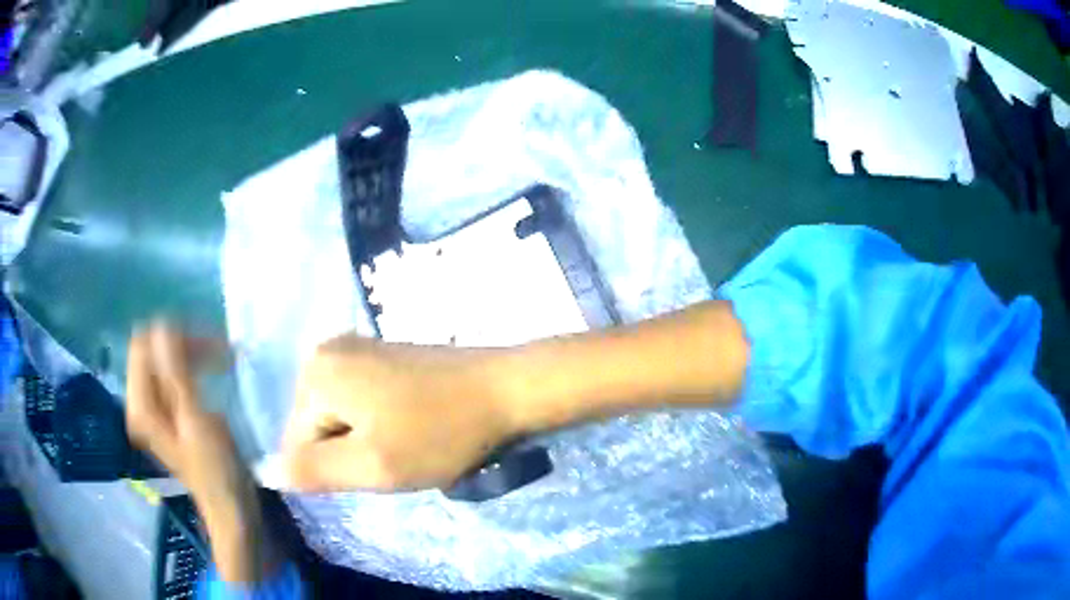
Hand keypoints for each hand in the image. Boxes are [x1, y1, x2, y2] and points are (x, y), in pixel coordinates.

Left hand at [126, 322, 275, 583]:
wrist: (229, 506)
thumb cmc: (215, 469)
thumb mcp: (195, 421)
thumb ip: (175, 374)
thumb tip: (163, 326)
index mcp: (140, 405)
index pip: (141, 346)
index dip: (170, 336)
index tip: (206, 341)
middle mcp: (140, 402)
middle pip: (152, 350)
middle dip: (183, 342)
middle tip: (219, 349)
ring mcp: (154, 407)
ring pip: (164, 359)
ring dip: (191, 352)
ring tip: (221, 357)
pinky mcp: (169, 411)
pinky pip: (173, 374)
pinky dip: (192, 366)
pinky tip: (212, 370)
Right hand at [282, 335, 515, 492]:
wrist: (504, 390)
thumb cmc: (439, 433)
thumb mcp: (372, 466)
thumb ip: (312, 471)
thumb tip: (263, 470)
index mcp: (316, 372)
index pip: (296, 443)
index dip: (336, 469)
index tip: (379, 467)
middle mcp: (326, 350)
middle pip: (316, 427)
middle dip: (349, 452)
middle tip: (395, 455)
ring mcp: (355, 347)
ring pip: (340, 418)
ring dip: (366, 440)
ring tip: (406, 441)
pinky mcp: (380, 353)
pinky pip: (359, 402)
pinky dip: (378, 422)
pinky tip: (411, 424)